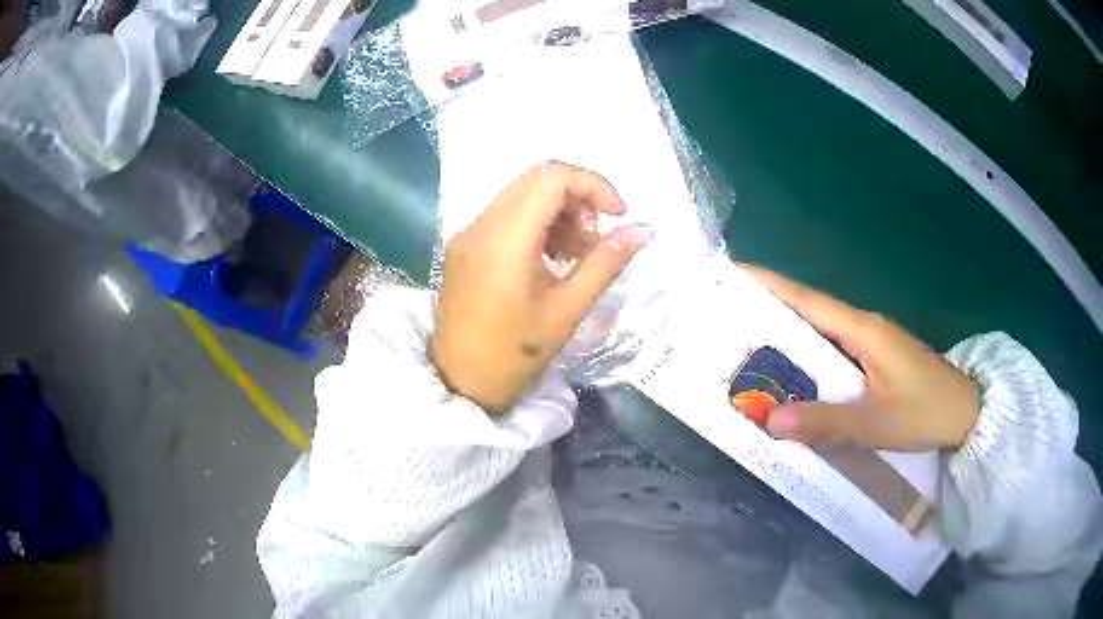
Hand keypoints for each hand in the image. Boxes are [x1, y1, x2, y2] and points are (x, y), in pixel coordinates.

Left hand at [431, 162, 652, 413]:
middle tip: (595, 237)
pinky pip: (506, 215)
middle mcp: (480, 225)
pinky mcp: (463, 245)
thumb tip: (643, 231)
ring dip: (558, 211)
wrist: (460, 384)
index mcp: (504, 240)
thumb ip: (605, 263)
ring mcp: (467, 233)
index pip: (552, 178)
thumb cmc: (515, 356)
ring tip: (577, 254)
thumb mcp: (568, 310)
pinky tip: (551, 258)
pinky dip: (536, 223)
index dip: (593, 185)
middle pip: (536, 180)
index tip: (617, 216)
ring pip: (521, 194)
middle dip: (577, 198)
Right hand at [743, 265, 979, 450]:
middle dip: (767, 309)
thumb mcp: (875, 423)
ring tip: (747, 348)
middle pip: (808, 309)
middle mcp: (863, 326)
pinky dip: (808, 356)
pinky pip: (834, 349)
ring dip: (786, 335)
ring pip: (820, 331)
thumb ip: (825, 421)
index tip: (730, 272)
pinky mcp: (876, 357)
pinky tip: (793, 374)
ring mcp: (871, 341)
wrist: (966, 413)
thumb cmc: (925, 411)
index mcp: (861, 329)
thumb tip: (771, 419)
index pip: (806, 298)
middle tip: (725, 320)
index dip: (767, 283)